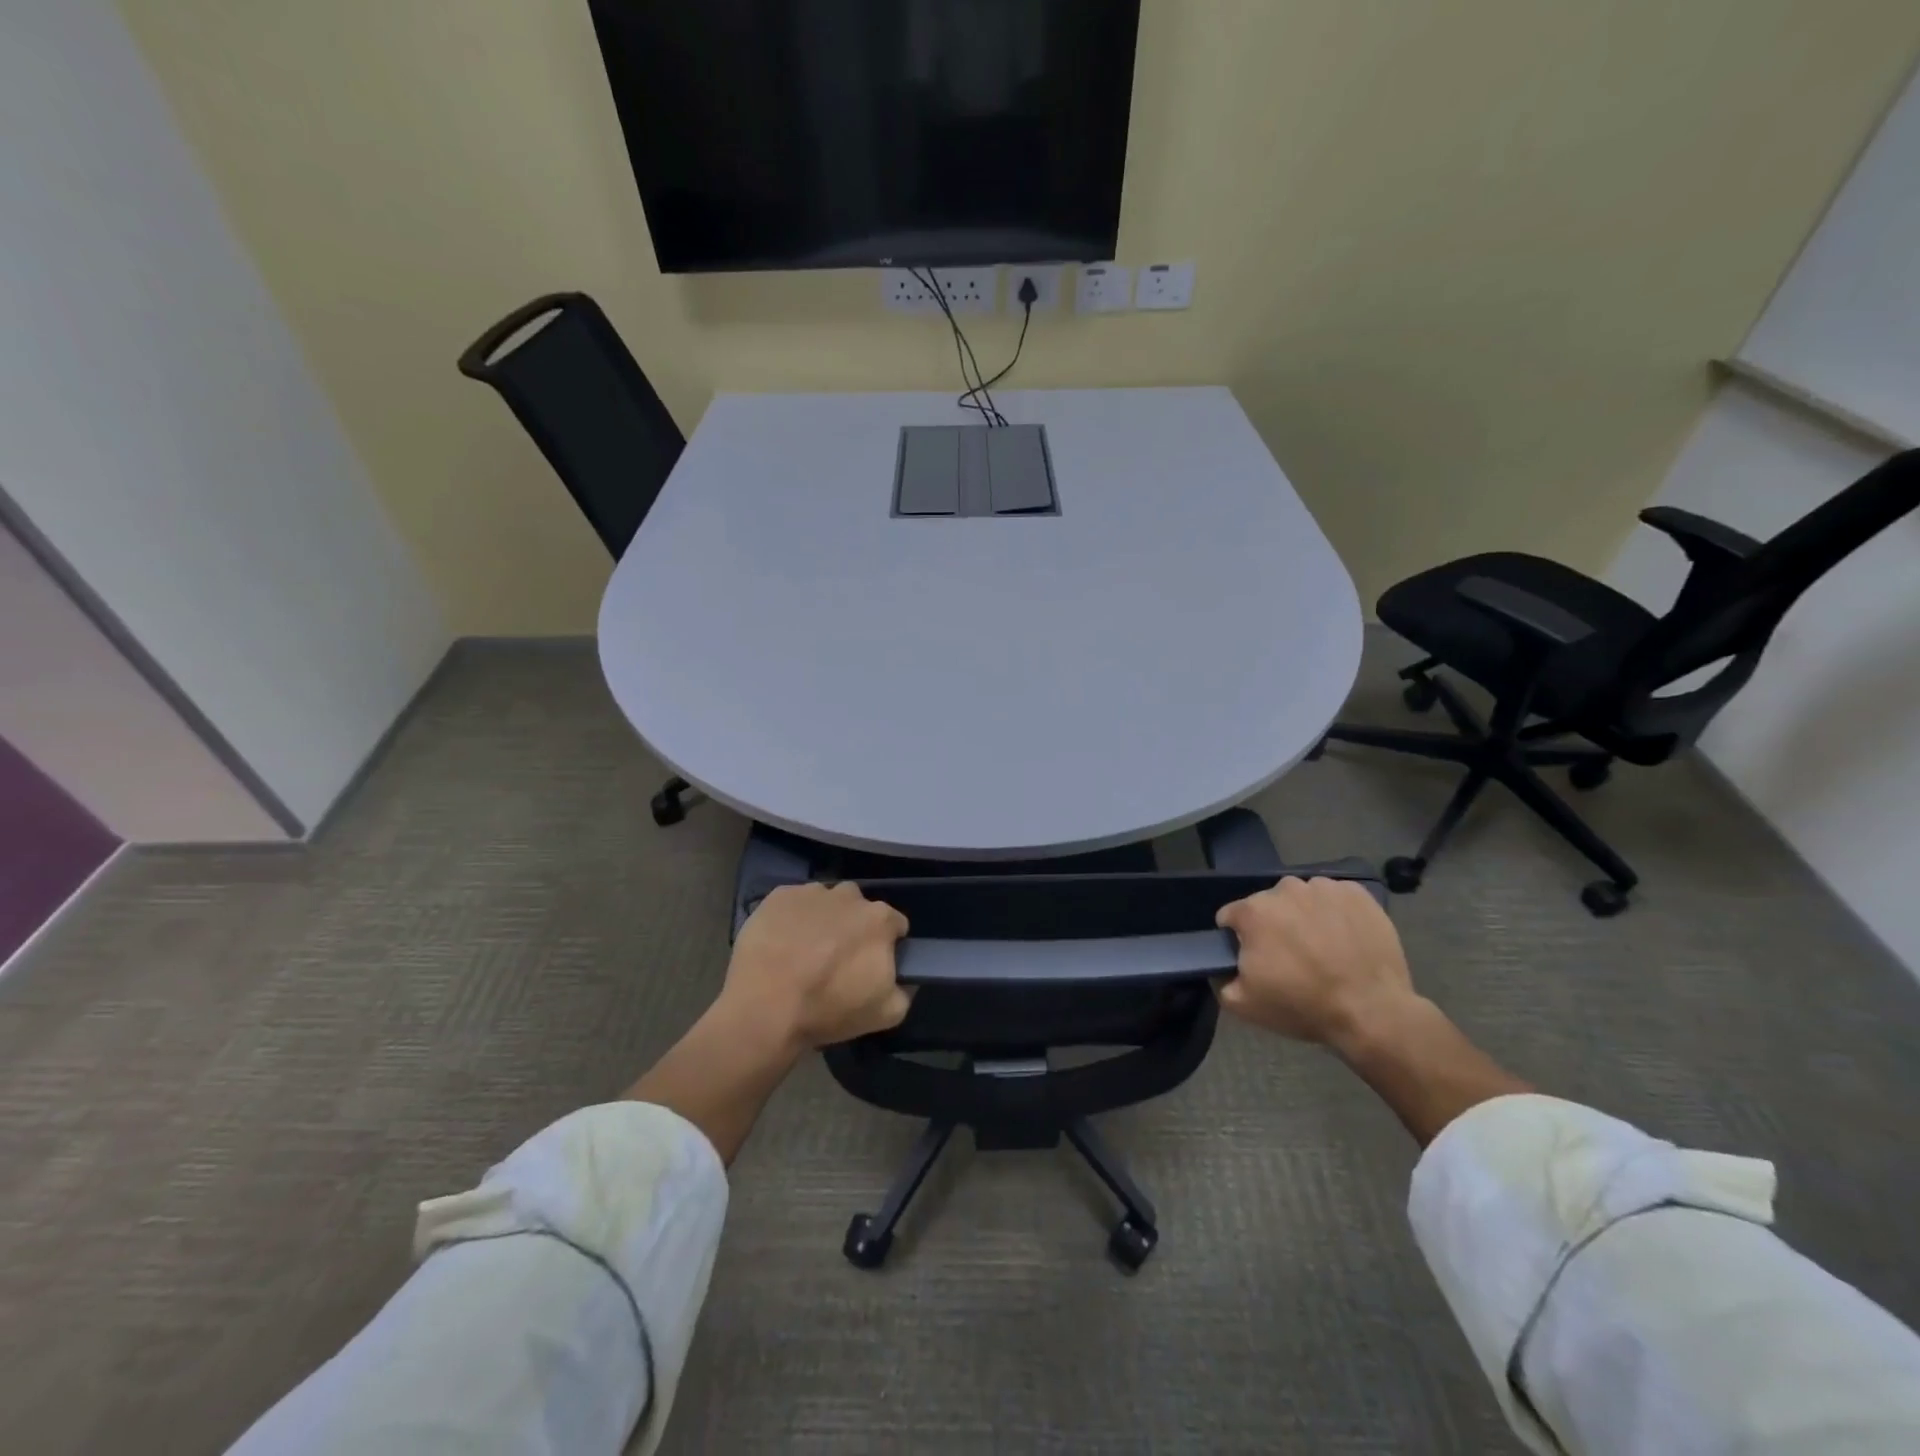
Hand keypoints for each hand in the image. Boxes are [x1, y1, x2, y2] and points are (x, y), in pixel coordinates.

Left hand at [722, 882, 911, 1049]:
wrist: (764, 1007)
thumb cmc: (828, 1009)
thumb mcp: (886, 1014)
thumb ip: (904, 990)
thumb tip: (902, 978)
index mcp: (879, 919)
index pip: (895, 925)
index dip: (886, 945)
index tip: (871, 964)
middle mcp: (849, 895)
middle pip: (859, 909)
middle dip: (853, 928)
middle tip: (836, 960)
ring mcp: (812, 892)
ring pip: (826, 902)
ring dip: (823, 920)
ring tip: (804, 951)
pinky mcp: (778, 896)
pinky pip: (793, 903)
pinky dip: (792, 918)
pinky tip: (780, 944)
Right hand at [1215, 877, 1417, 1053]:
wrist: (1373, 1012)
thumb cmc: (1303, 1005)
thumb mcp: (1244, 1005)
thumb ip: (1220, 980)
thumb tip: (1221, 967)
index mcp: (1253, 911)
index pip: (1231, 917)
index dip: (1239, 940)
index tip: (1256, 961)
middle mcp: (1285, 889)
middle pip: (1268, 905)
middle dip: (1273, 927)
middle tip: (1292, 959)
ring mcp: (1323, 888)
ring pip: (1301, 899)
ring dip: (1304, 917)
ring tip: (1322, 949)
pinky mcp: (1357, 893)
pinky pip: (1335, 897)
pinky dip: (1335, 913)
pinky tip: (1345, 939)